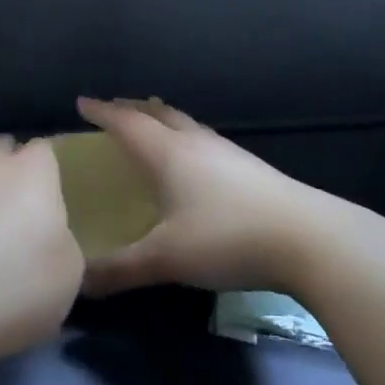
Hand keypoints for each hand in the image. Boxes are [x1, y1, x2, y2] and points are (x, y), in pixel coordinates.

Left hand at [0, 137, 82, 369]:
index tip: (58, 203)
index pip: (46, 149)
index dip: (52, 172)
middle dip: (12, 177)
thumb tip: (53, 242)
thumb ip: (67, 246)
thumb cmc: (10, 287)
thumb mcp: (69, 277)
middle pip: (3, 156)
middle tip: (23, 220)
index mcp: (31, 171)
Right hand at [77, 97, 345, 296]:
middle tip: (113, 110)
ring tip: (152, 123)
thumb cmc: (227, 238)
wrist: (307, 237)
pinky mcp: (250, 167)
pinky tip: (195, 159)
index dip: (103, 112)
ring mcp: (228, 152)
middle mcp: (196, 143)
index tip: (81, 103)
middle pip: (159, 114)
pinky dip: (186, 136)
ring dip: (163, 119)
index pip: (127, 124)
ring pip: (186, 124)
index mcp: (170, 154)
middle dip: (132, 109)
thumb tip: (76, 282)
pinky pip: (205, 139)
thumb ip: (119, 270)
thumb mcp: (166, 259)